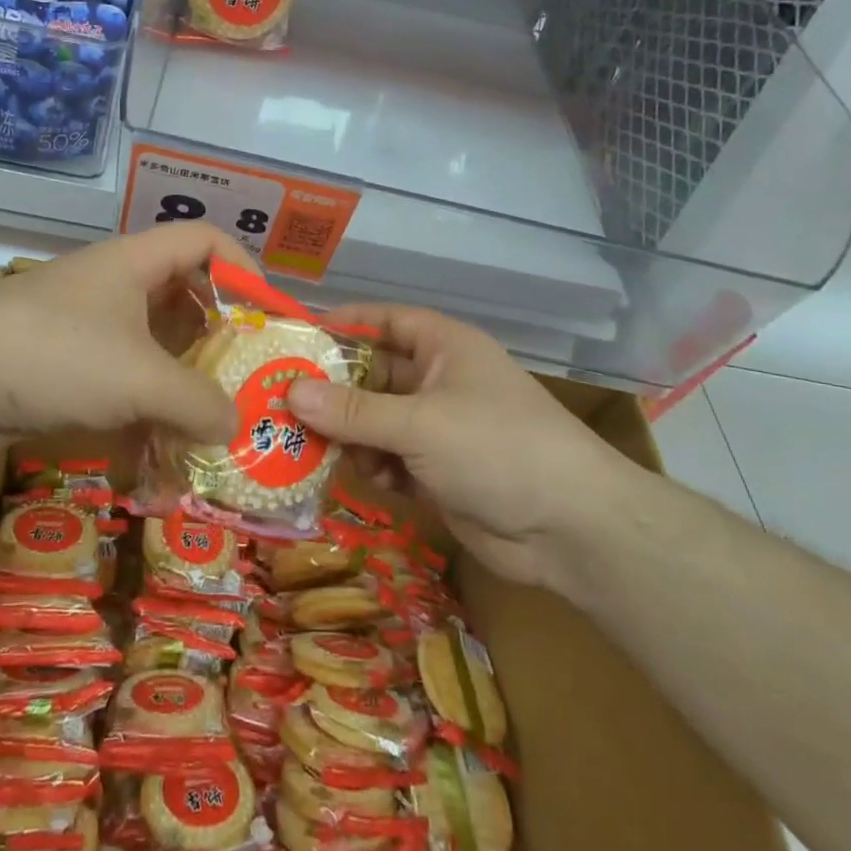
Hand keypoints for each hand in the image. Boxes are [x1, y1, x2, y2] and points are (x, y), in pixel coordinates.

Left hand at [0, 223, 253, 454]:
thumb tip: (234, 426)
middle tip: (249, 375)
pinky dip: (145, 403)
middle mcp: (113, 286)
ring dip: (183, 376)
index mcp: (136, 263)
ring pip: (152, 342)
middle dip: (219, 332)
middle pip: (183, 294)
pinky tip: (164, 440)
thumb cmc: (56, 354)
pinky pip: (120, 377)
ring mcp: (85, 325)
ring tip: (217, 416)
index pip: (206, 241)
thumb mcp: (140, 378)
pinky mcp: (63, 365)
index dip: (244, 269)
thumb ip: (197, 402)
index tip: (268, 316)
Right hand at [287, 306, 640, 590]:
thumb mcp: (419, 423)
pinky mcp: (435, 472)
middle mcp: (438, 381)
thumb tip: (290, 392)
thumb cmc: (497, 448)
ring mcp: (437, 429)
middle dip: (331, 390)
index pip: (384, 321)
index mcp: (444, 348)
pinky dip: (369, 466)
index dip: (341, 324)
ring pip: (373, 421)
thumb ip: (352, 411)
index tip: (293, 337)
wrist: (572, 530)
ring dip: (345, 434)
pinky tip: (357, 478)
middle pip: (371, 375)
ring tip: (308, 447)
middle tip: (279, 403)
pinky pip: (387, 459)